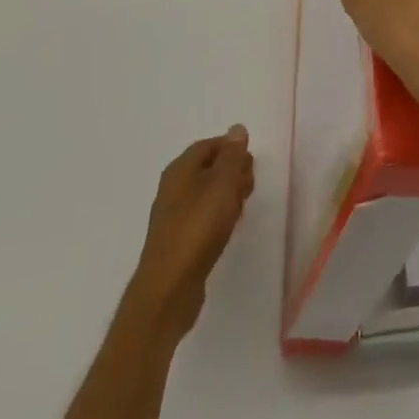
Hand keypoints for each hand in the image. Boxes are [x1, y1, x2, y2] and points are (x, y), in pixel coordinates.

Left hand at [127, 126, 255, 339]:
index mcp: (180, 168)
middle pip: (209, 167)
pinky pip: (203, 216)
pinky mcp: (178, 240)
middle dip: (233, 173)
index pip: (210, 144)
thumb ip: (232, 156)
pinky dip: (218, 216)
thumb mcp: (222, 184)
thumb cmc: (197, 228)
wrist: (168, 289)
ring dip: (228, 196)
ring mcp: (173, 215)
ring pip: (207, 193)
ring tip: (241, 210)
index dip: (233, 150)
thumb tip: (237, 129)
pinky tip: (228, 229)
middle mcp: (173, 187)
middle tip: (248, 188)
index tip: (250, 165)